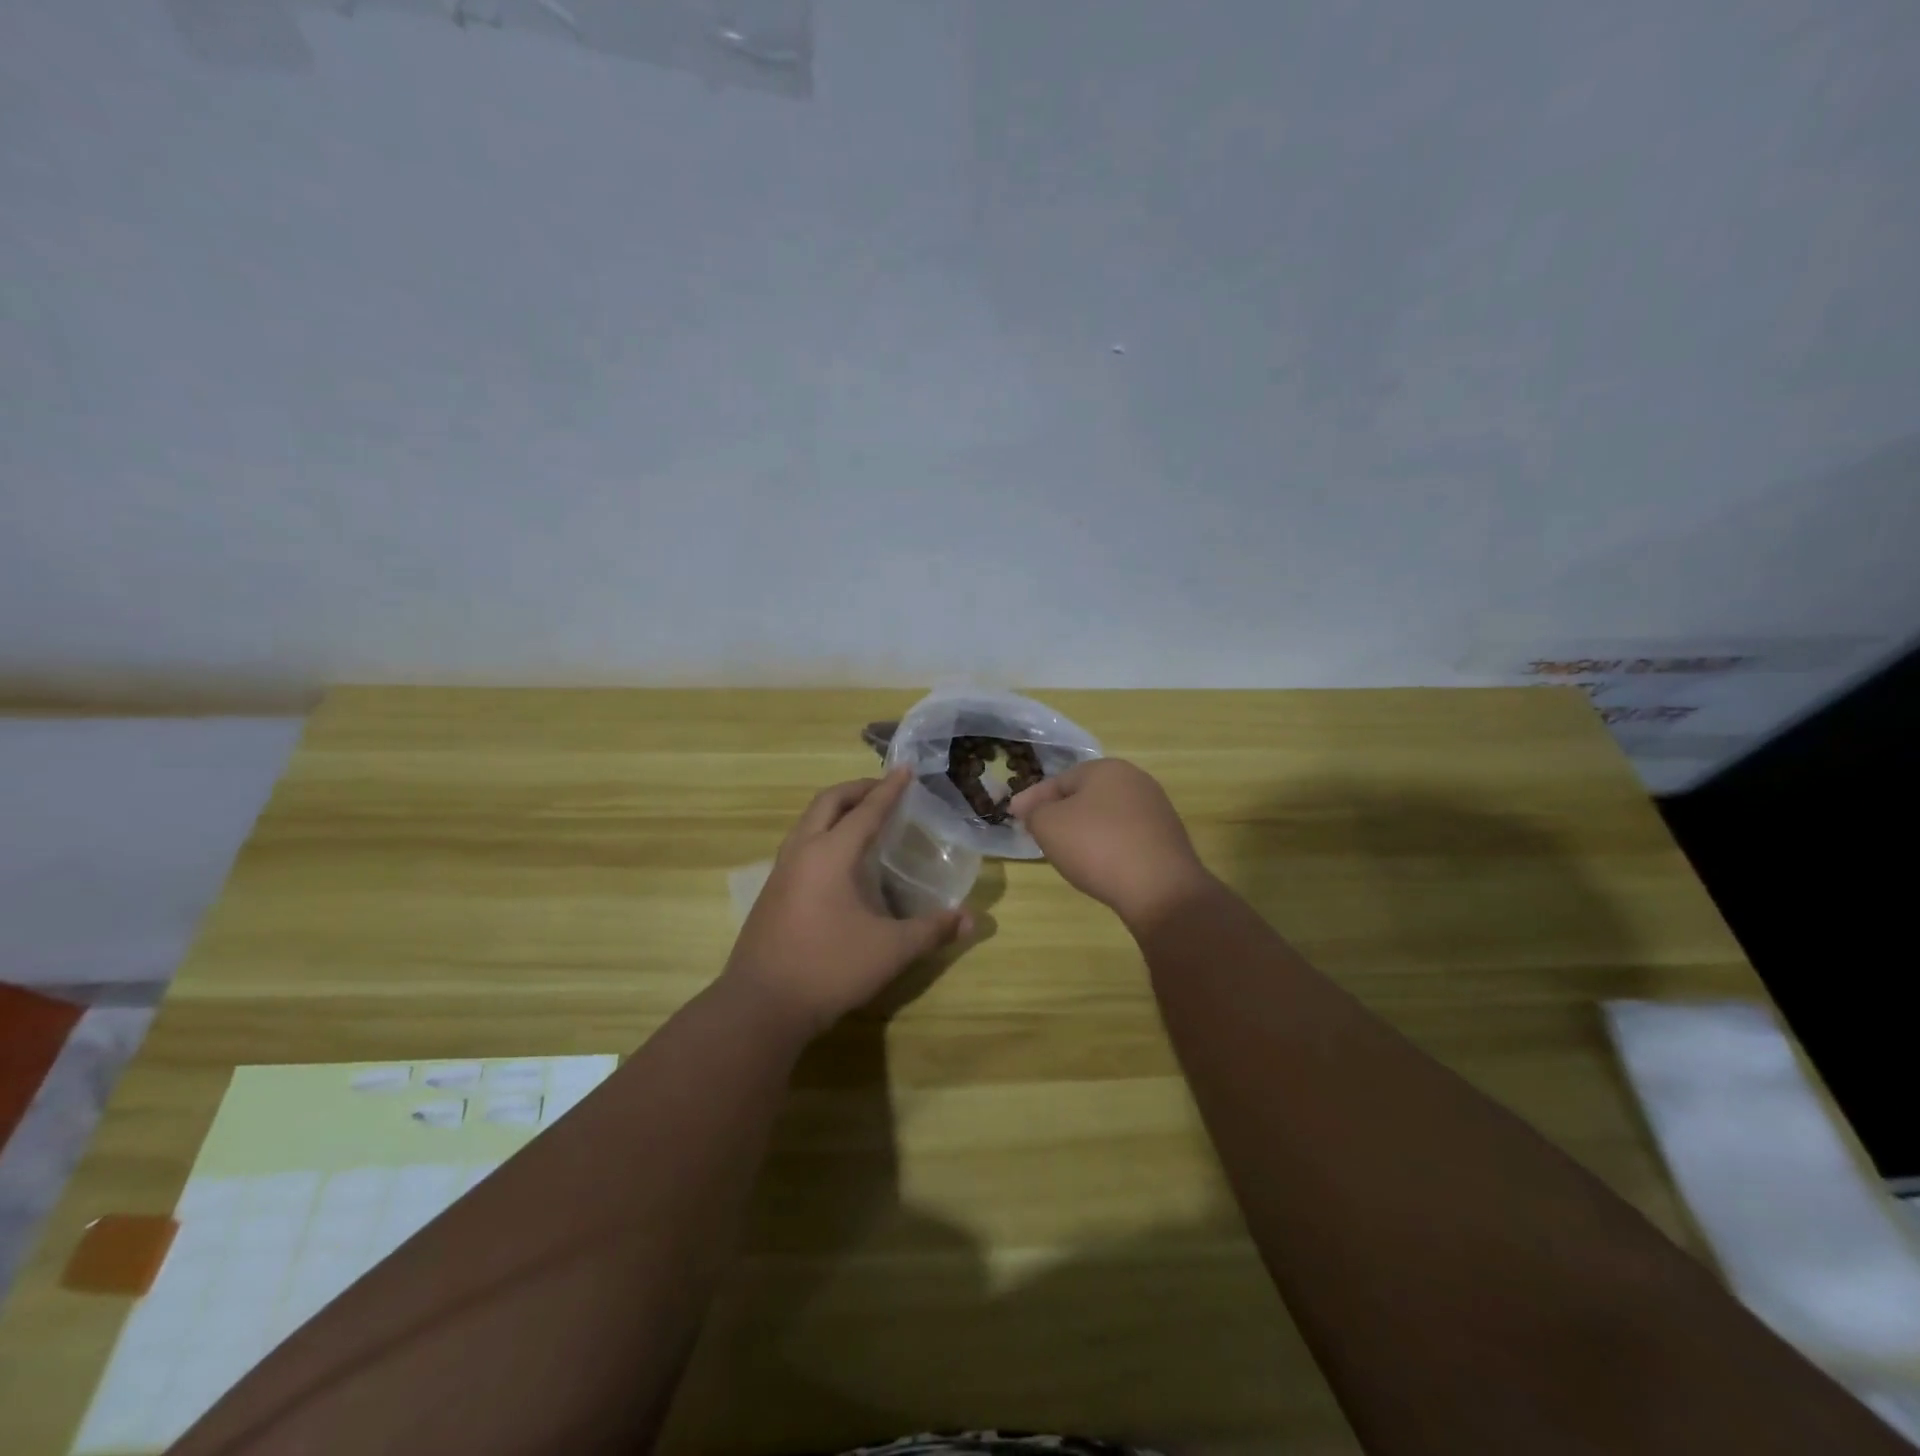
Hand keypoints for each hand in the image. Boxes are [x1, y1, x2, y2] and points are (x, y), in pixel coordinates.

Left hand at [723, 768, 972, 1034]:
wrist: (761, 1006)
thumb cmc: (829, 968)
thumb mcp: (891, 950)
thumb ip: (932, 930)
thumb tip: (971, 920)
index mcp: (831, 854)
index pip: (866, 810)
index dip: (889, 789)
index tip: (906, 768)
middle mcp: (802, 852)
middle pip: (828, 802)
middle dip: (857, 789)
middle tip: (883, 789)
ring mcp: (781, 872)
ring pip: (808, 822)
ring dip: (836, 810)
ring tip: (862, 818)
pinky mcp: (771, 893)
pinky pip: (800, 844)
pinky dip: (822, 833)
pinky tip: (838, 862)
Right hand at [1011, 759, 1215, 929]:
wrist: (1160, 889)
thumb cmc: (1097, 846)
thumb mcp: (1048, 825)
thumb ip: (1034, 812)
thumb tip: (1032, 809)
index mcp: (1106, 769)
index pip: (1059, 780)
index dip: (1032, 799)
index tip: (1013, 815)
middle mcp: (1135, 781)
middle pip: (1085, 796)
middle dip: (1060, 812)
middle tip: (1038, 832)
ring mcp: (1156, 810)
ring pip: (1106, 816)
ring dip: (1084, 830)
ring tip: (1066, 851)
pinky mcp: (1167, 839)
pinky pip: (1125, 836)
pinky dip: (1107, 846)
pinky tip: (1099, 864)